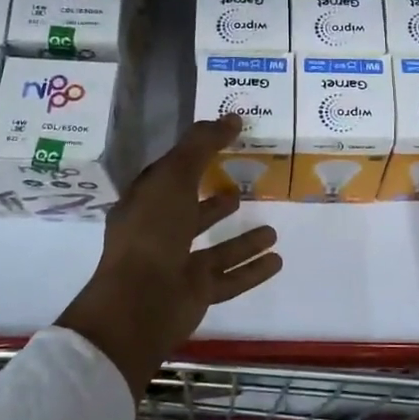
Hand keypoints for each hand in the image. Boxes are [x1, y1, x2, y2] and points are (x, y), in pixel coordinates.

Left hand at [59, 116, 281, 397]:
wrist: (140, 302)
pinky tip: (277, 259)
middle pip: (190, 213)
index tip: (222, 145)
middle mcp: (159, 234)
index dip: (192, 158)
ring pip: (215, 249)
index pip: (169, 176)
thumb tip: (232, 116)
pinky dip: (252, 269)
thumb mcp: (175, 176)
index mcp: (145, 204)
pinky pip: (229, 278)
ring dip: (242, 239)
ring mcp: (177, 265)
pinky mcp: (195, 292)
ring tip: (272, 229)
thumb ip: (202, 145)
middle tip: (243, 187)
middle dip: (214, 202)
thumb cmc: (152, 231)